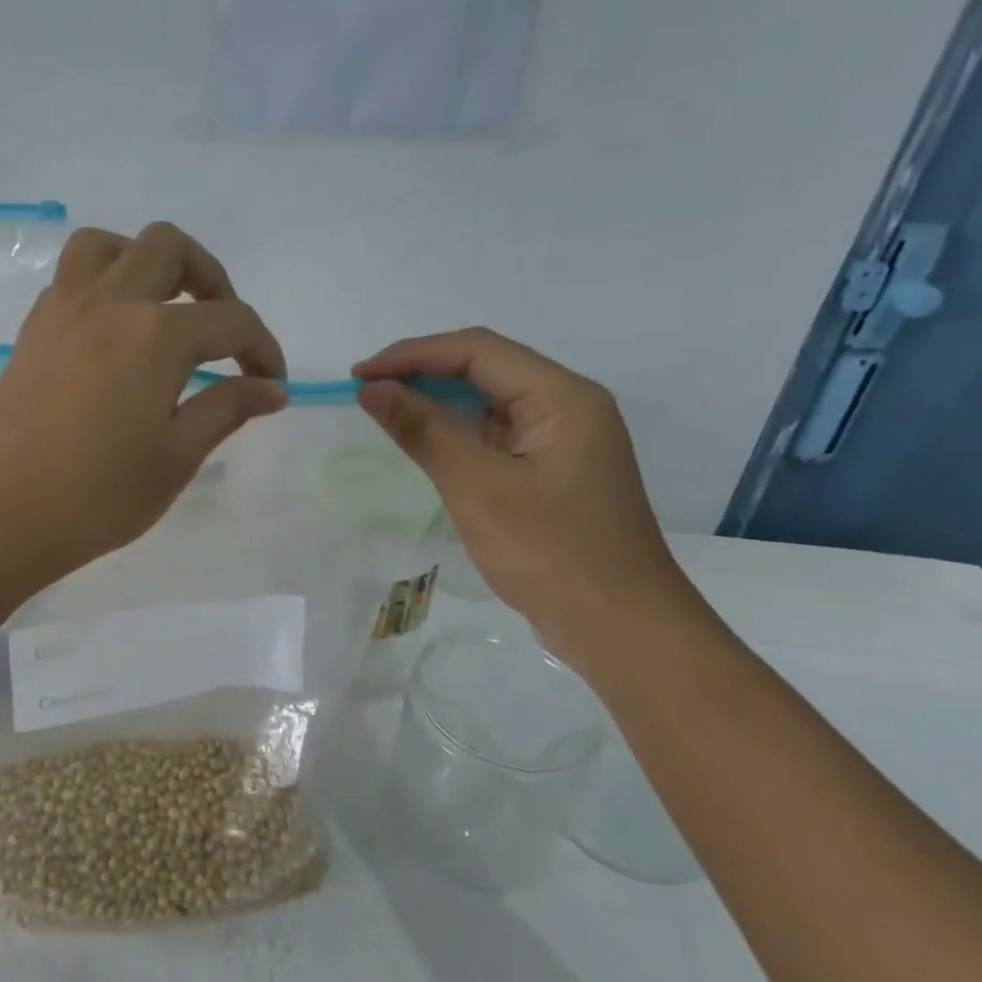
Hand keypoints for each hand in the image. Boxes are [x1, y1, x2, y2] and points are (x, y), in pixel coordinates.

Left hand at [0, 223, 287, 590]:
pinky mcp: (32, 330)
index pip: (231, 320)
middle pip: (169, 248)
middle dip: (211, 279)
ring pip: (109, 246)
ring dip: (148, 264)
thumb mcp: (175, 458)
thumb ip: (226, 410)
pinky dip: (106, 285)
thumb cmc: (96, 496)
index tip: (273, 383)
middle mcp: (110, 303)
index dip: (262, 348)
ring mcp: (62, 310)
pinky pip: (73, 277)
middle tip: (222, 332)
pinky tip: (116, 337)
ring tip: (164, 312)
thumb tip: (272, 390)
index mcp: (156, 335)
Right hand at [354, 329, 704, 659]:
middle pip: (486, 369)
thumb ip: (424, 430)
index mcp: (561, 396)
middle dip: (423, 374)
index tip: (359, 377)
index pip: (477, 350)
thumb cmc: (551, 553)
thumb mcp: (478, 487)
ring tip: (387, 415)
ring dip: (439, 405)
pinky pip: (498, 437)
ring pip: (491, 404)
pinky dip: (458, 436)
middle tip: (367, 393)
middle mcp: (568, 407)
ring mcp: (564, 442)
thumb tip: (372, 389)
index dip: (412, 355)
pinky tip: (427, 449)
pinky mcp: (554, 473)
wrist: (622, 631)